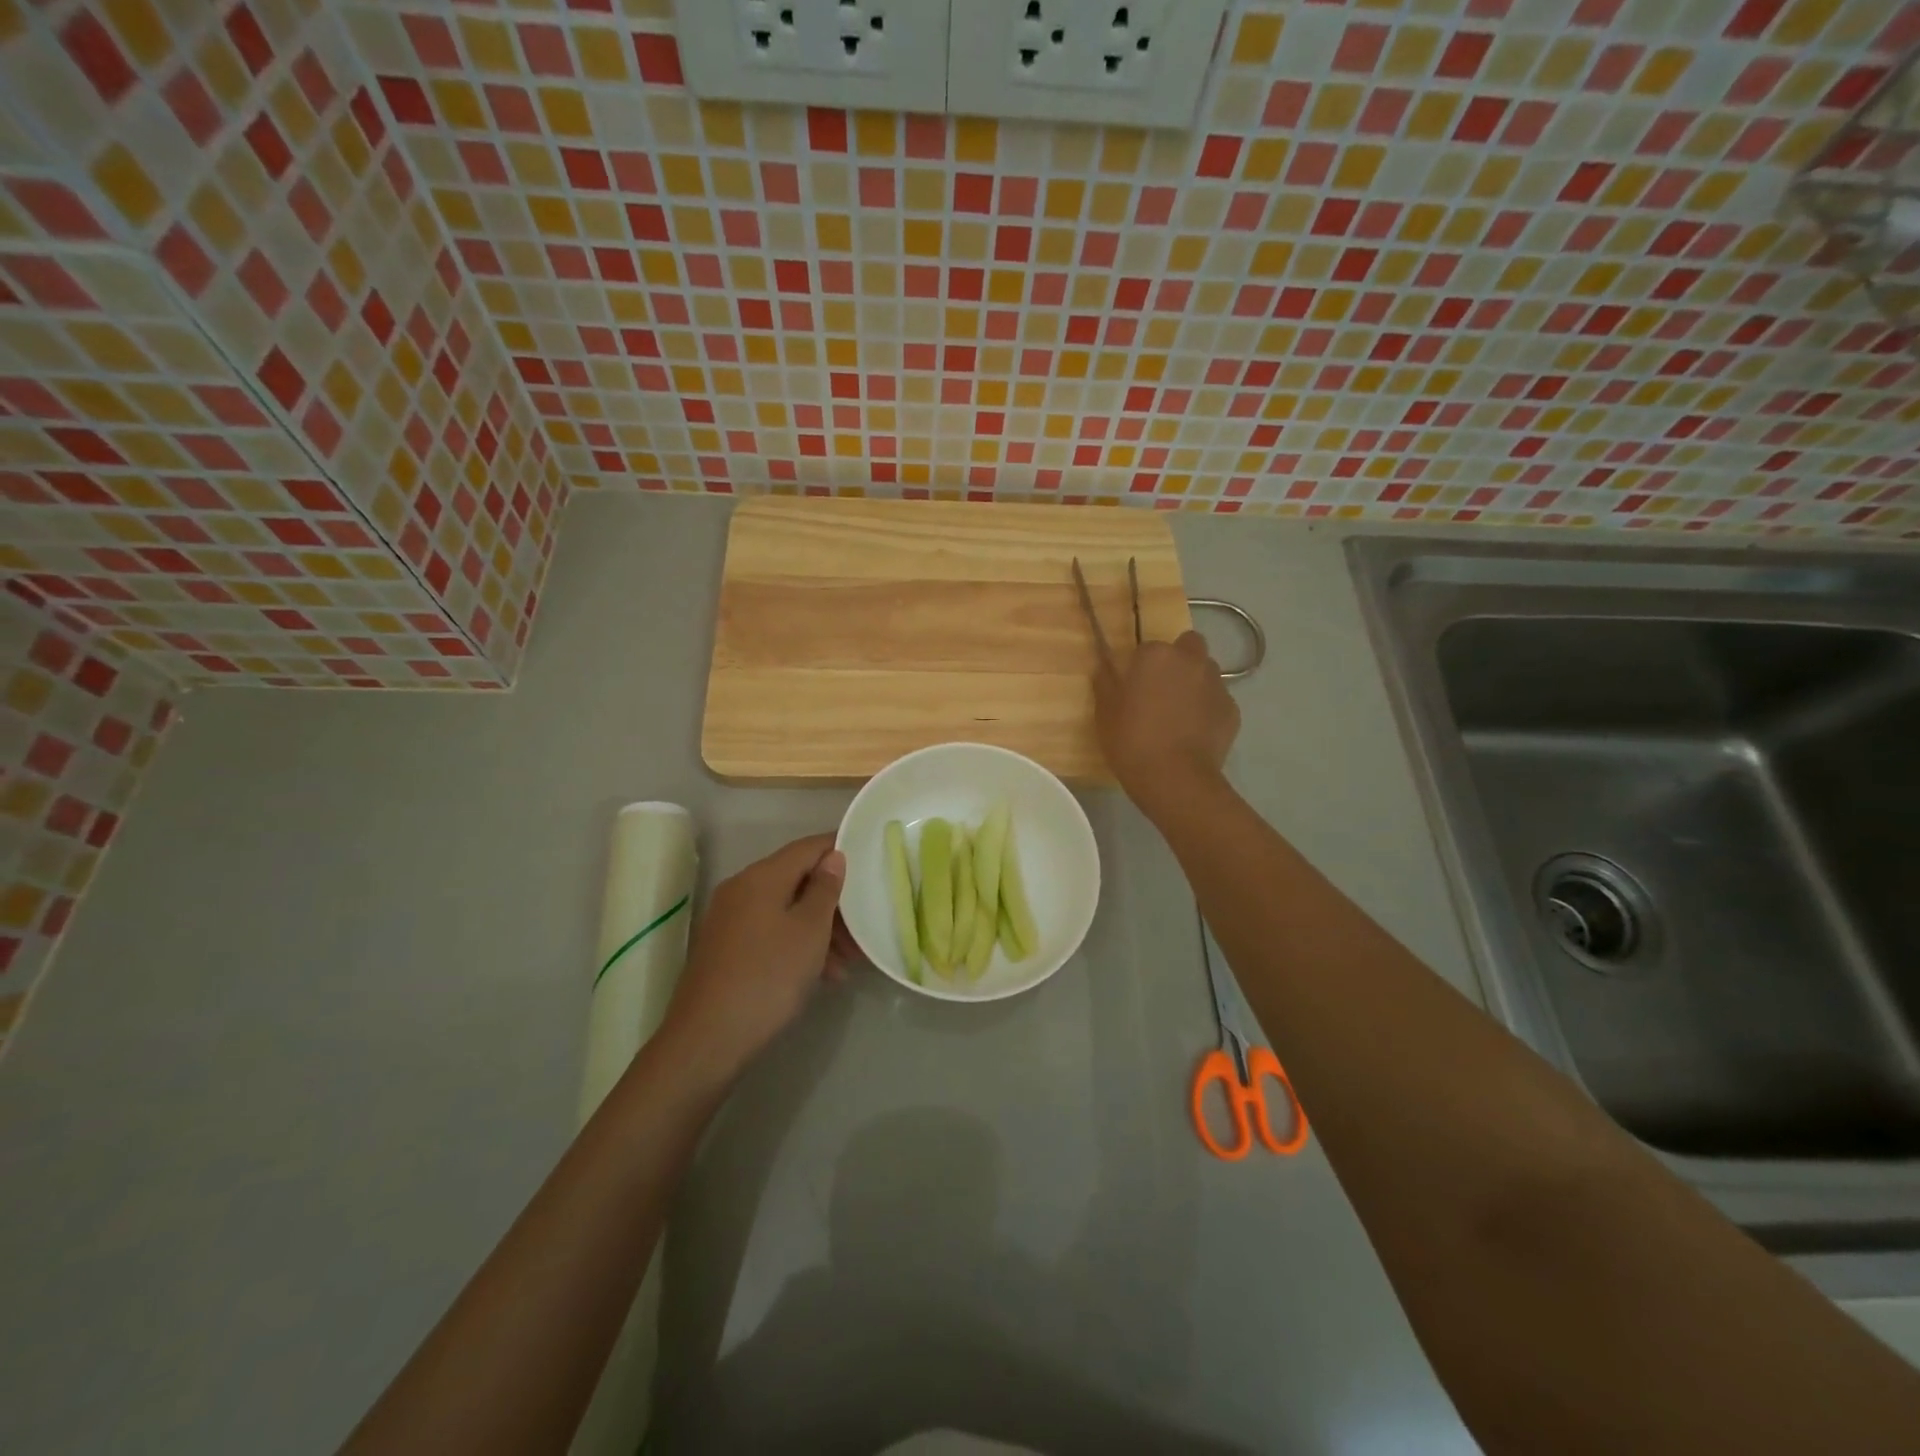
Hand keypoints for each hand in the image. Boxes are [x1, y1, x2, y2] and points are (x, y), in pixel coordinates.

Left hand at [662, 834, 847, 1078]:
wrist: (707, 1039)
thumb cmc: (768, 977)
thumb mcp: (809, 931)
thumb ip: (825, 889)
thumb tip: (833, 856)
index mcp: (761, 877)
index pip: (807, 847)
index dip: (839, 849)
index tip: (870, 862)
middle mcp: (741, 889)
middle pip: (797, 879)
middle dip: (834, 901)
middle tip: (864, 926)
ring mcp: (730, 920)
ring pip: (786, 909)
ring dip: (820, 927)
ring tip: (849, 960)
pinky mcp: (726, 948)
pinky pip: (771, 931)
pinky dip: (797, 942)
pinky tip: (822, 973)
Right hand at [1094, 631, 1239, 813]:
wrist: (1175, 778)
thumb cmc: (1132, 740)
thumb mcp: (1104, 712)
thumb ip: (1105, 682)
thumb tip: (1104, 667)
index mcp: (1157, 655)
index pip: (1148, 648)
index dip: (1141, 666)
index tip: (1133, 687)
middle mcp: (1191, 661)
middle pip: (1189, 646)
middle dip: (1178, 660)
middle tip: (1162, 690)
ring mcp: (1217, 685)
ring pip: (1207, 672)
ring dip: (1195, 683)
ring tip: (1180, 714)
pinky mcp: (1232, 711)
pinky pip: (1218, 701)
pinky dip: (1208, 710)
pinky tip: (1195, 733)